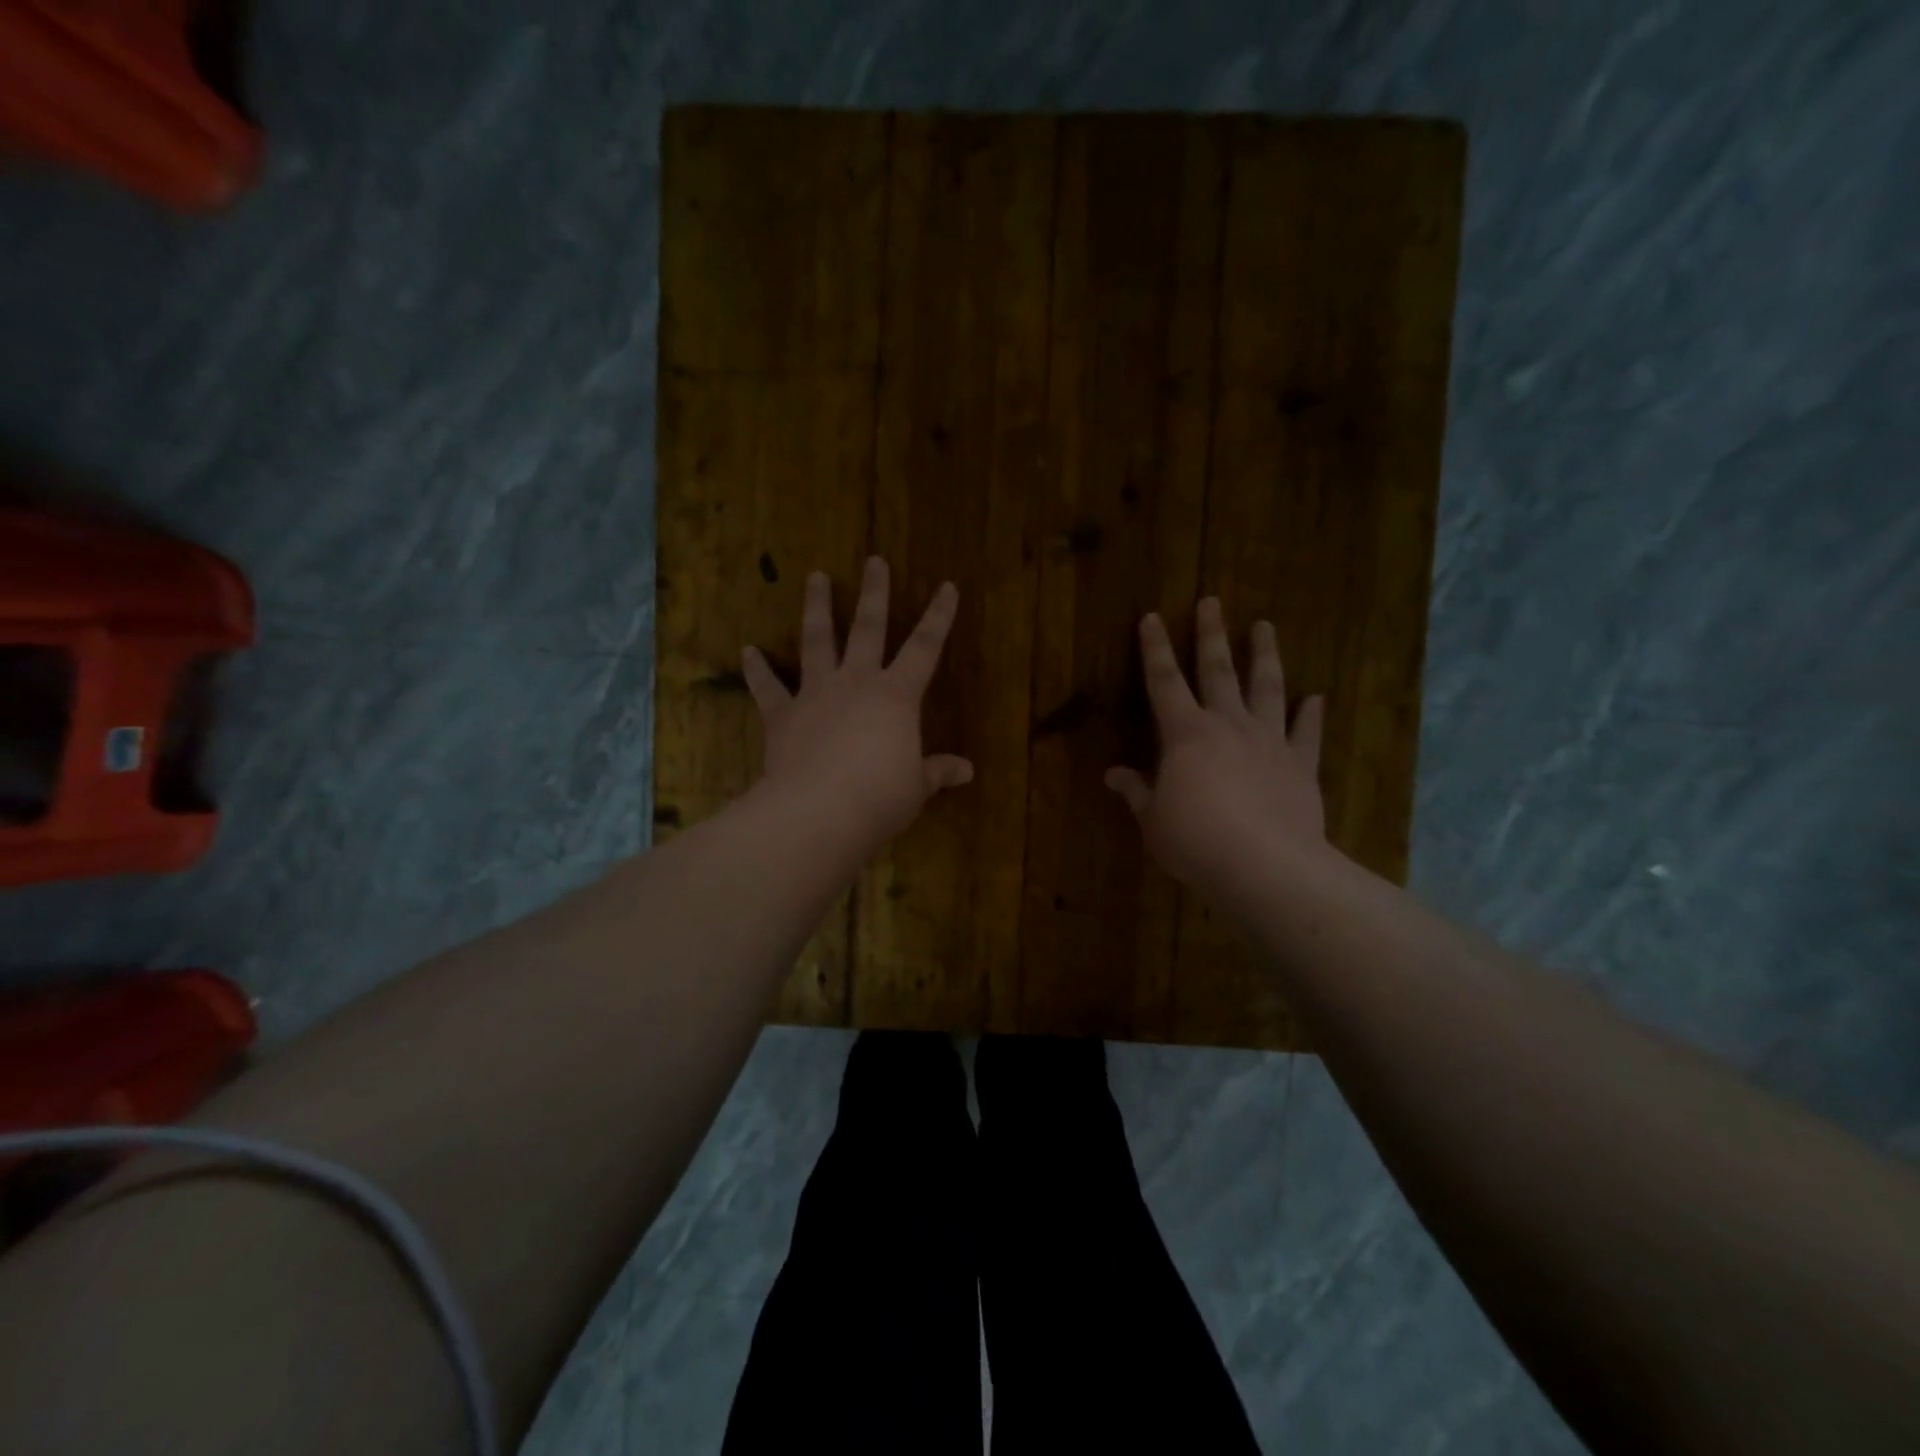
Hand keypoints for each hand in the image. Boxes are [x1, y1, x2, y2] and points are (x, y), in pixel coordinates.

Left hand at [742, 557, 972, 860]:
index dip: (939, 617)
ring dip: (818, 607)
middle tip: (874, 560)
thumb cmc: (879, 798)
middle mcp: (856, 683)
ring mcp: (815, 694)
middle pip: (868, 628)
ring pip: (817, 640)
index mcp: (896, 696)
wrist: (818, 812)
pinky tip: (748, 651)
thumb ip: (937, 772)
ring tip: (816, 576)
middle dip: (874, 593)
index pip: (925, 648)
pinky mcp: (782, 715)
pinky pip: (767, 687)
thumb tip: (967, 771)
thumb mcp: (916, 787)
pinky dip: (757, 669)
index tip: (947, 586)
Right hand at [1105, 598, 1327, 894]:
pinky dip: (1311, 713)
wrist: (1265, 866)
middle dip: (1211, 635)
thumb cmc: (1195, 841)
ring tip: (1265, 626)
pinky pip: (1306, 733)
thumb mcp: (1154, 819)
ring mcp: (1269, 742)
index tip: (1152, 617)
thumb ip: (1138, 792)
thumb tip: (1114, 775)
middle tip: (1212, 601)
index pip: (1164, 681)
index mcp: (1185, 734)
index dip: (1154, 649)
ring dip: (1265, 655)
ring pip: (1267, 688)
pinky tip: (1316, 697)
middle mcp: (1227, 725)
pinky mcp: (1300, 765)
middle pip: (1218, 671)